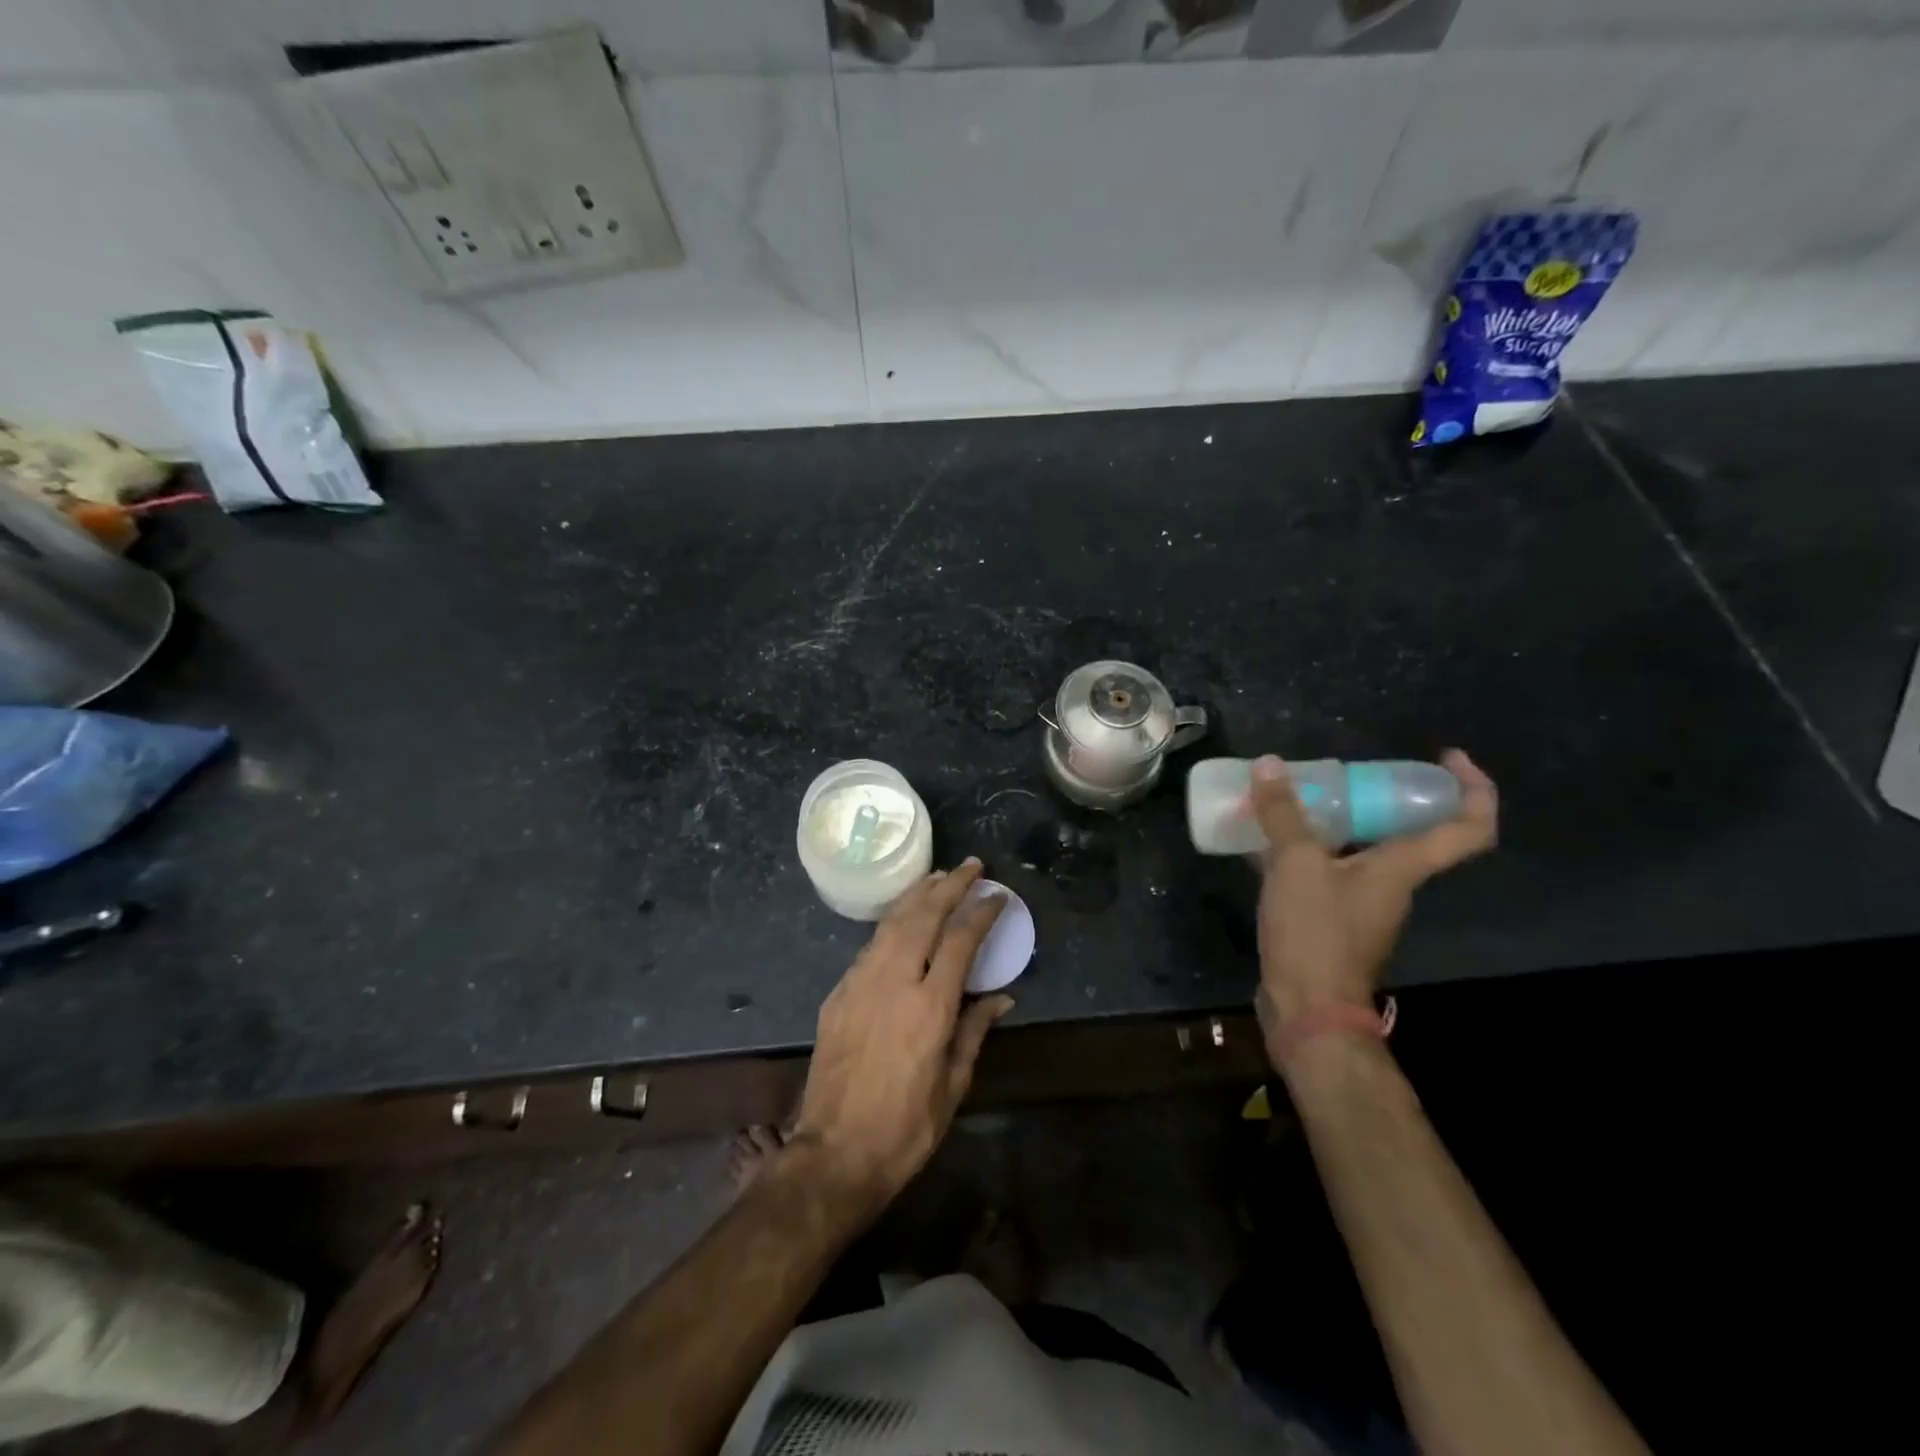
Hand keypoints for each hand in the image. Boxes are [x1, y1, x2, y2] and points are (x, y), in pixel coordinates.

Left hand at [790, 859, 1012, 1216]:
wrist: (833, 1154)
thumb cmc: (905, 1128)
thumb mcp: (953, 1085)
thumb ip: (975, 1030)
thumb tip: (1001, 996)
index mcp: (930, 1007)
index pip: (960, 941)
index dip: (980, 911)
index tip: (997, 894)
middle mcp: (894, 983)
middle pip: (924, 917)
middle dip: (949, 886)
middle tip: (971, 866)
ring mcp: (860, 984)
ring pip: (892, 924)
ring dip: (917, 896)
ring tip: (937, 877)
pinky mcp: (838, 994)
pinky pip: (870, 946)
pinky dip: (892, 924)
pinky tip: (902, 920)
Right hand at [1250, 750, 1496, 1053]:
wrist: (1307, 1010)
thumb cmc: (1316, 933)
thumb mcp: (1296, 865)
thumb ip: (1284, 815)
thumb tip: (1270, 764)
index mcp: (1403, 868)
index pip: (1468, 827)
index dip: (1472, 788)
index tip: (1448, 757)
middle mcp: (1392, 885)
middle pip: (1407, 833)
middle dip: (1381, 796)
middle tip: (1343, 774)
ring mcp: (1361, 906)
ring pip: (1359, 852)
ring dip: (1334, 824)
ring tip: (1294, 801)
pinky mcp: (1330, 922)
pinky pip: (1324, 873)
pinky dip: (1303, 853)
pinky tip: (1263, 844)